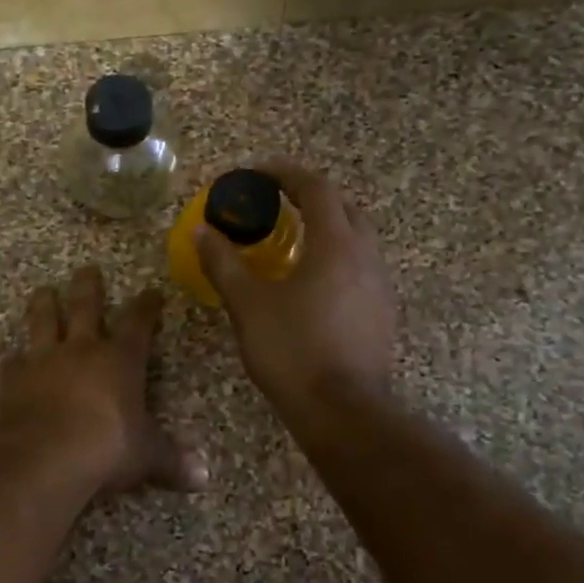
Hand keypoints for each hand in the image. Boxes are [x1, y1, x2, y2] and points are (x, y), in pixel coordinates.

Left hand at [0, 267, 205, 494]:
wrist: (45, 455)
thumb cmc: (107, 448)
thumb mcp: (147, 456)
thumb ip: (172, 461)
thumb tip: (203, 479)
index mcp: (120, 359)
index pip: (138, 322)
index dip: (147, 306)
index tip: (151, 292)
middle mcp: (82, 349)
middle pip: (85, 306)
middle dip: (88, 286)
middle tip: (87, 269)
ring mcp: (44, 359)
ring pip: (43, 320)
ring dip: (44, 304)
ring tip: (44, 291)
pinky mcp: (14, 378)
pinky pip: (14, 361)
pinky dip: (16, 359)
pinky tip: (14, 359)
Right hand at [195, 160, 397, 416]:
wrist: (342, 411)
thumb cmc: (292, 350)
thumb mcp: (248, 304)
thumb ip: (223, 263)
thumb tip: (201, 230)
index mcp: (335, 245)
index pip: (316, 189)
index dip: (286, 173)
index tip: (259, 172)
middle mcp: (365, 256)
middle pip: (344, 208)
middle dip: (311, 197)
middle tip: (277, 203)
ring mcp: (380, 285)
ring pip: (357, 238)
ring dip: (326, 227)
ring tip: (292, 240)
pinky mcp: (382, 312)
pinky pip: (360, 266)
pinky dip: (336, 256)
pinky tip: (311, 281)